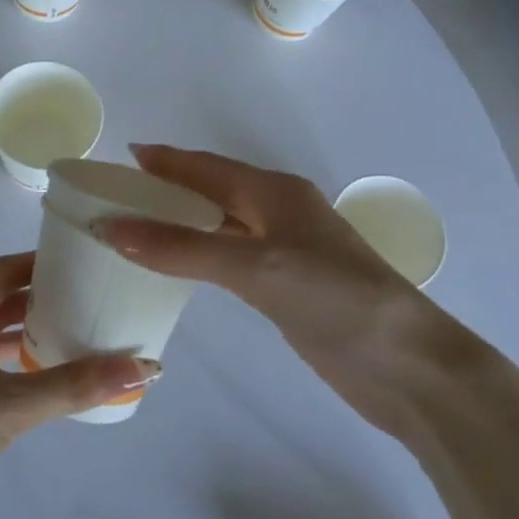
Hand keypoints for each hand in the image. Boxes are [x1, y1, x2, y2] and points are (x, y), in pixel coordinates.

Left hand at [0, 252, 159, 515]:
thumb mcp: (8, 406)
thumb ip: (74, 385)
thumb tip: (146, 367)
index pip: (1, 272)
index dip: (41, 263)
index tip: (85, 262)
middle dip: (42, 300)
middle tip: (93, 300)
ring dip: (30, 336)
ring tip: (81, 337)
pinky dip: (17, 371)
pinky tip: (48, 384)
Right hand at [97, 145, 482, 435]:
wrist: (405, 364)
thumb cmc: (334, 298)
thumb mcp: (255, 266)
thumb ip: (184, 247)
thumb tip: (113, 228)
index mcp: (276, 193)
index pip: (208, 168)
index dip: (167, 160)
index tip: (123, 155)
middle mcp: (280, 214)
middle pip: (212, 192)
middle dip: (168, 189)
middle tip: (117, 195)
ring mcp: (285, 252)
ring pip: (220, 225)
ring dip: (180, 222)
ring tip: (135, 226)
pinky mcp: (286, 288)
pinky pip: (229, 259)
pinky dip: (198, 256)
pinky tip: (177, 267)